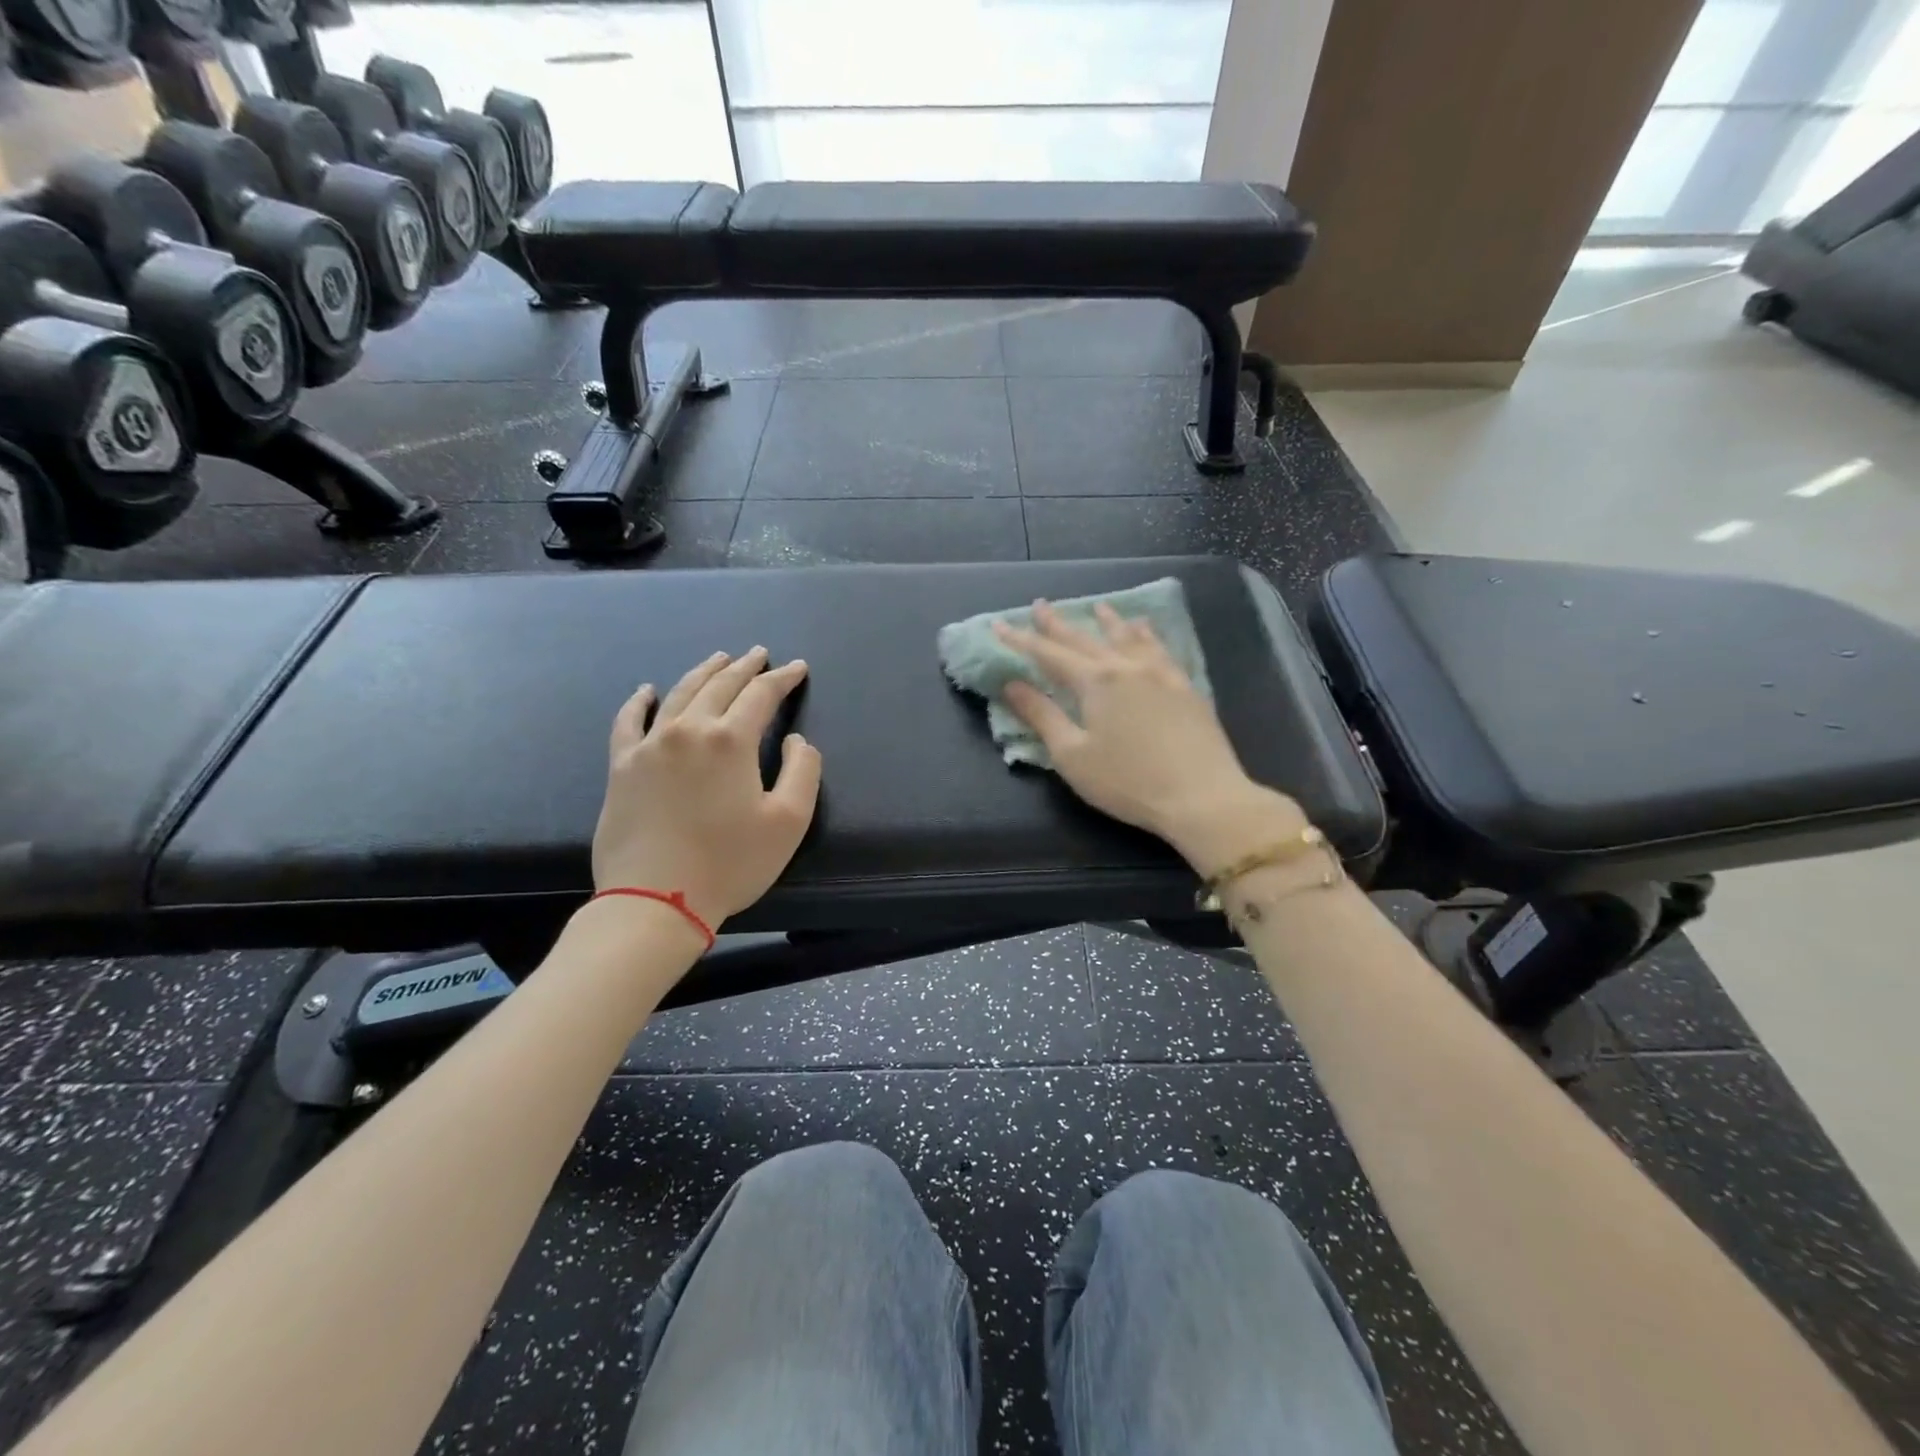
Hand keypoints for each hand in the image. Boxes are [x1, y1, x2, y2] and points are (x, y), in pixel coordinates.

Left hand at [593, 647, 822, 926]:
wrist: (656, 900)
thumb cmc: (730, 863)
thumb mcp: (789, 821)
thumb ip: (803, 770)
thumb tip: (796, 740)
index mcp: (731, 740)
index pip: (761, 695)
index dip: (783, 678)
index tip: (797, 667)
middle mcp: (688, 730)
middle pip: (720, 685)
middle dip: (744, 667)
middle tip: (759, 654)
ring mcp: (649, 745)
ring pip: (679, 693)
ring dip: (702, 672)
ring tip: (718, 659)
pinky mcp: (622, 766)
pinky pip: (628, 722)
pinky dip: (640, 702)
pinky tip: (647, 691)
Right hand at [993, 603, 1304, 869]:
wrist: (1202, 796)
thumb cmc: (1128, 782)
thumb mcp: (1073, 755)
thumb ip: (1042, 716)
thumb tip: (1012, 685)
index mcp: (1095, 681)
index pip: (1048, 654)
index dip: (1021, 640)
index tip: (999, 625)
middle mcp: (1126, 666)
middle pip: (1085, 639)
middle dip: (1058, 624)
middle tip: (1039, 605)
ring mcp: (1160, 673)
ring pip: (1128, 637)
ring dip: (1108, 621)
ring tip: (1097, 607)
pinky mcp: (1185, 686)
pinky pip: (1160, 648)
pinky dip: (1146, 634)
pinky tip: (1146, 630)